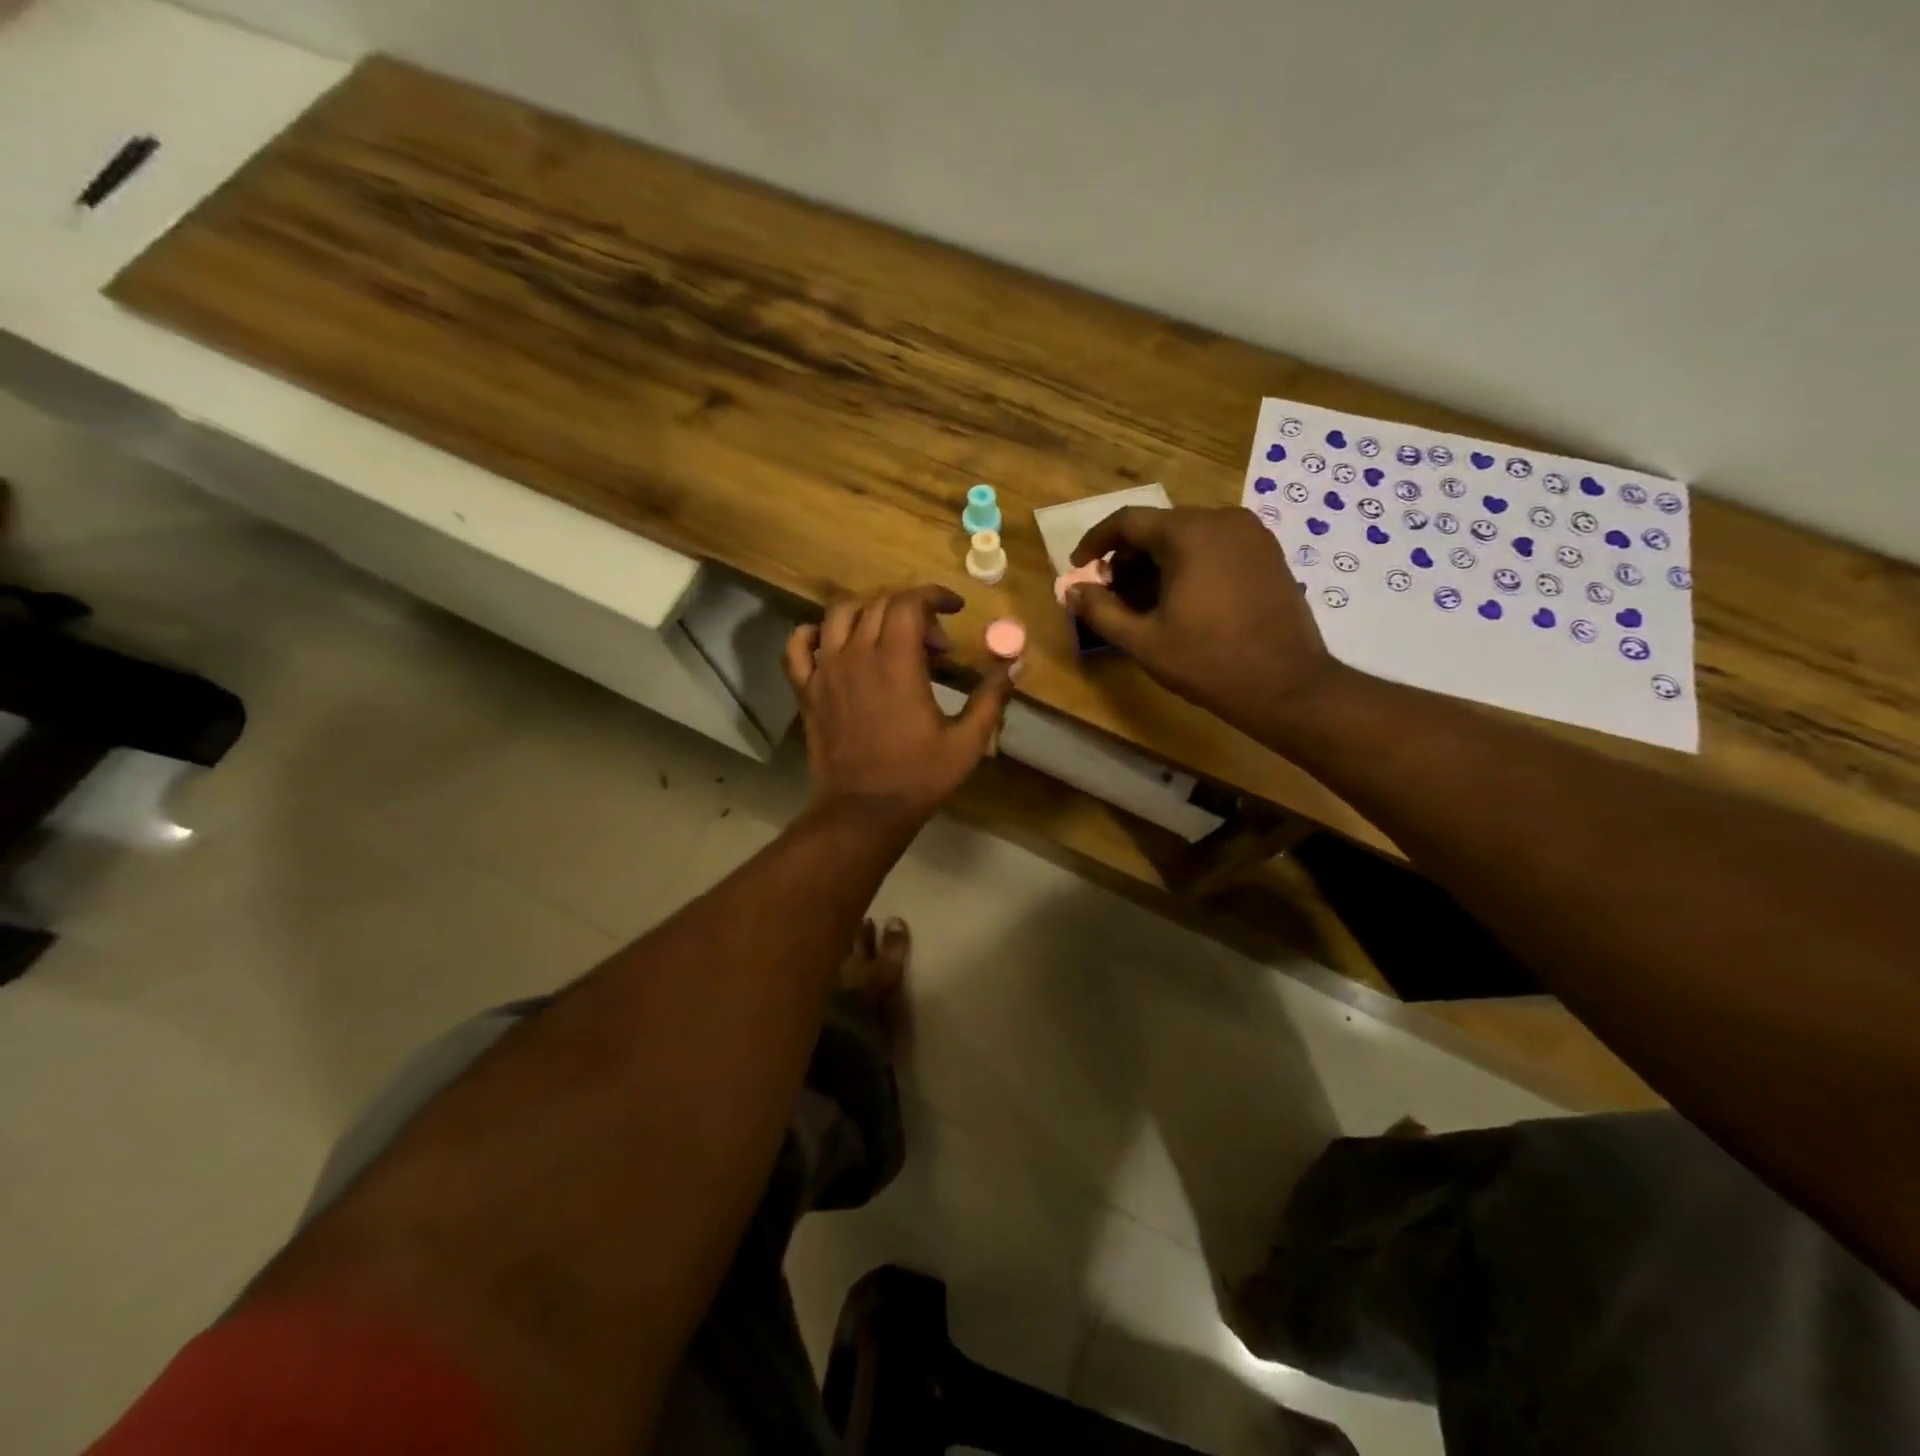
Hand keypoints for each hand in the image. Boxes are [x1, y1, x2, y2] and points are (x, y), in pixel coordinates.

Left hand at [784, 586, 1016, 830]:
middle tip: (935, 645)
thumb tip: (1017, 662)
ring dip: (868, 612)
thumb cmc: (919, 776)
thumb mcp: (967, 740)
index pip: (910, 602)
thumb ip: (991, 696)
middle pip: (879, 604)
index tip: (955, 608)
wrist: (864, 810)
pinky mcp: (807, 691)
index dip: (935, 596)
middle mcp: (857, 655)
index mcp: (897, 661)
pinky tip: (832, 643)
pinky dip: (813, 634)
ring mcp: (826, 671)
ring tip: (888, 634)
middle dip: (912, 611)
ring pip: (839, 615)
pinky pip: (798, 646)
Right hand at [1066, 506, 1343, 739]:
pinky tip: (1179, 602)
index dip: (1095, 542)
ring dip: (1156, 564)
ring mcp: (1251, 535)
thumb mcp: (1143, 641)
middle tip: (1110, 594)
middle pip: (1159, 528)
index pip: (1128, 521)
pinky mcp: (1268, 554)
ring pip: (1188, 537)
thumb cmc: (1208, 661)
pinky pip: (1215, 548)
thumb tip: (1070, 591)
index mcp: (1190, 533)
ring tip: (1141, 604)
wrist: (1286, 686)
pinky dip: (1188, 566)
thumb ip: (1100, 611)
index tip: (1078, 568)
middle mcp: (1222, 520)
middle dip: (1127, 558)